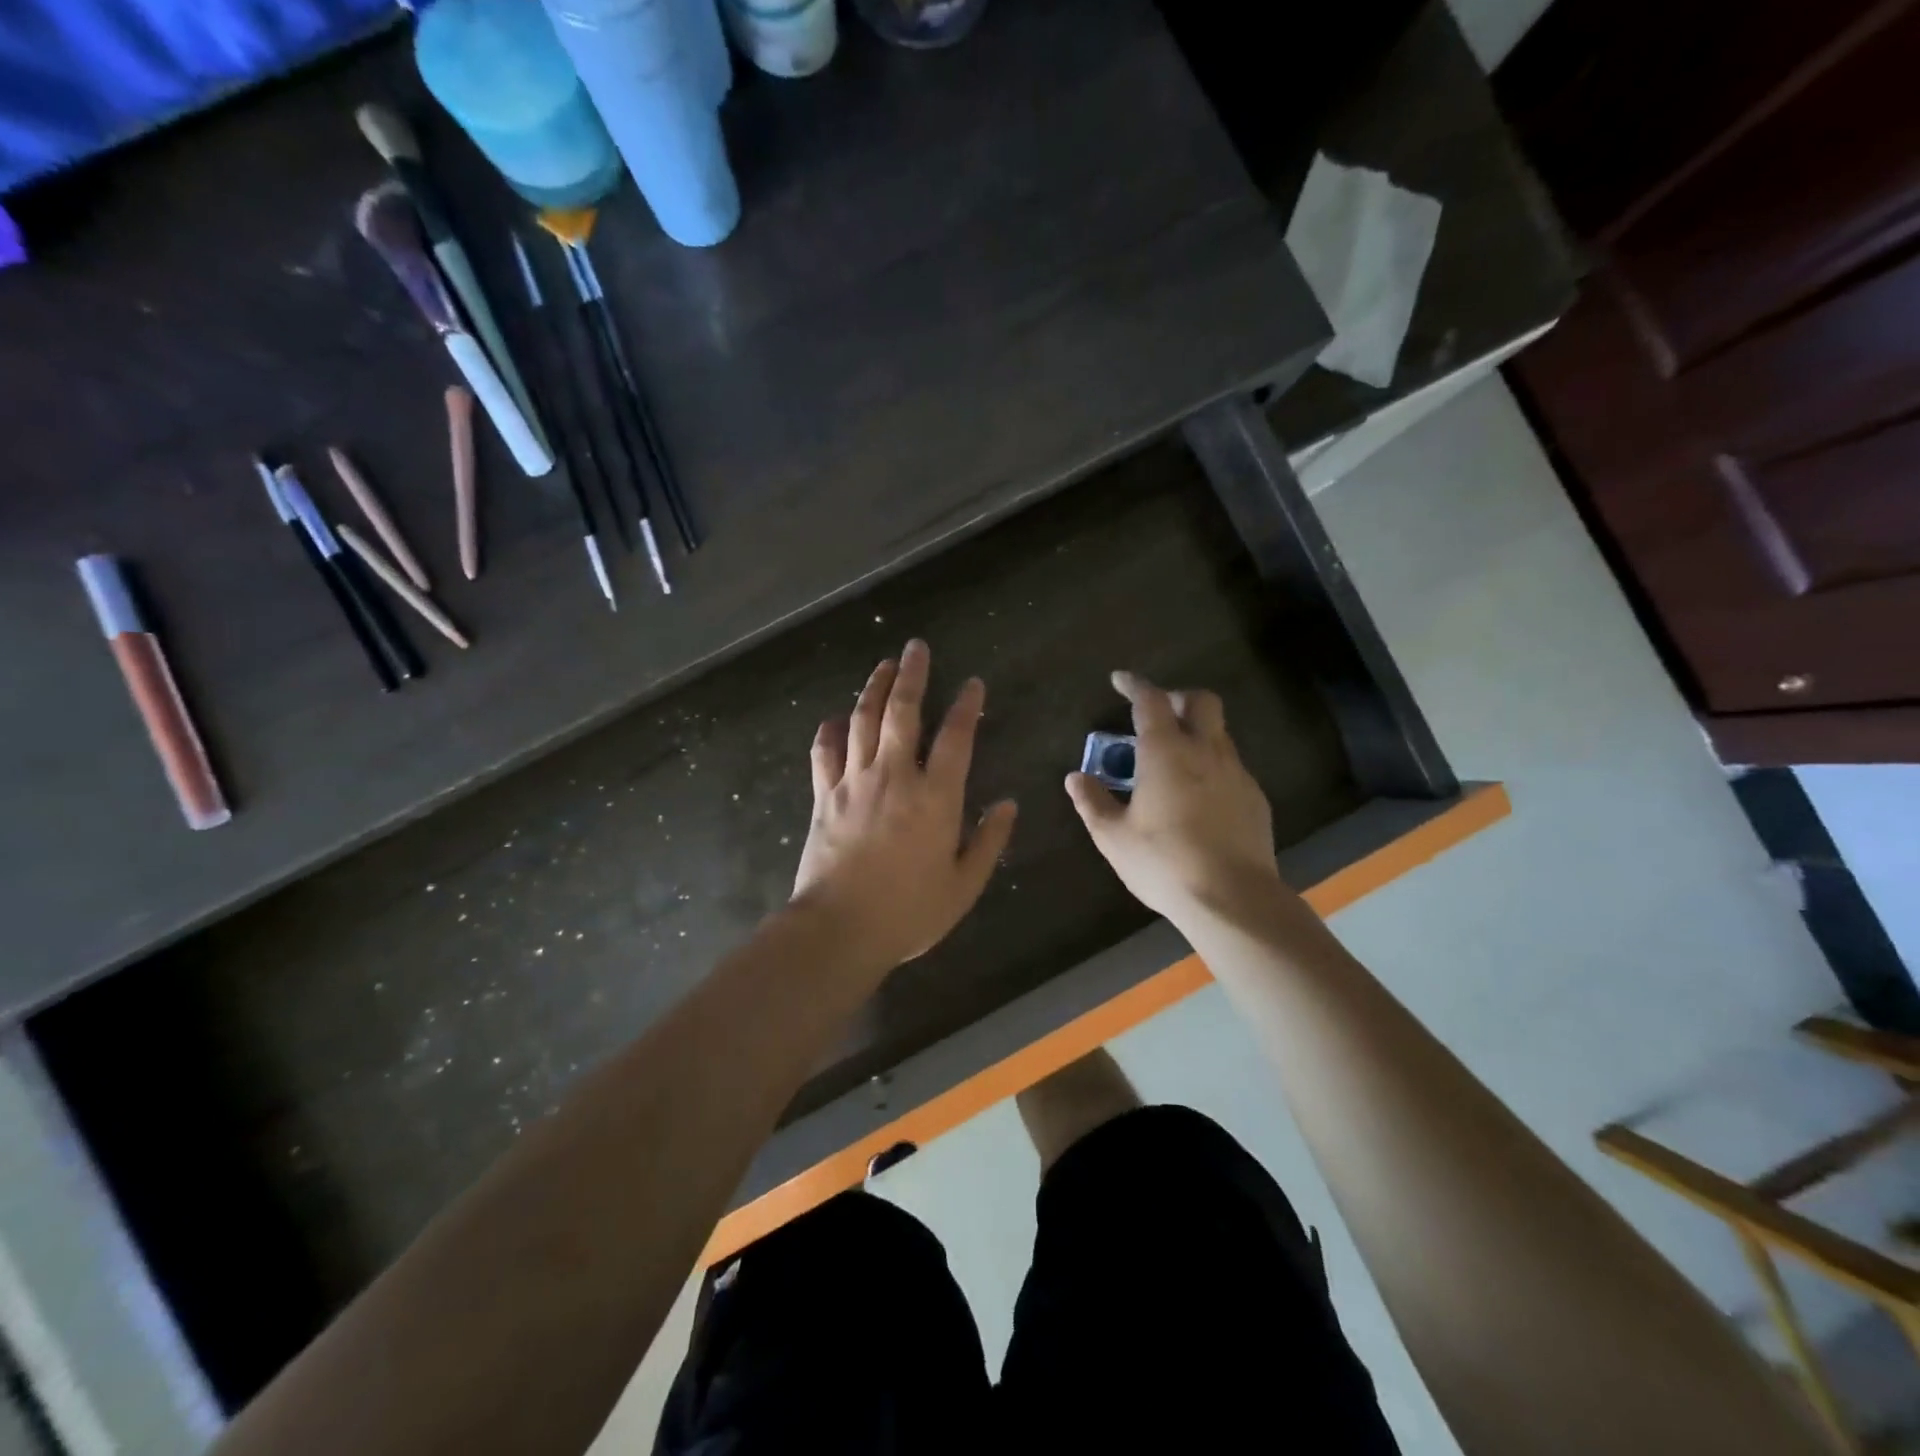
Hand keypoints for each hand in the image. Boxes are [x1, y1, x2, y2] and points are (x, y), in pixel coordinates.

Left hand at [793, 640, 1017, 976]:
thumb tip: (1007, 804)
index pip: (955, 737)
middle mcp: (894, 777)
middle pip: (902, 712)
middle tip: (916, 648)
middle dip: (911, 676)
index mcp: (935, 797)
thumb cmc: (909, 912)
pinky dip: (829, 732)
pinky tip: (834, 719)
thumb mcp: (964, 885)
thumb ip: (989, 841)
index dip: (966, 706)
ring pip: (862, 722)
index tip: (972, 684)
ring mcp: (854, 783)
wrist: (839, 929)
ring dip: (873, 690)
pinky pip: (824, 753)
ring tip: (883, 666)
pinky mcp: (825, 797)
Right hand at [1065, 672, 1281, 922]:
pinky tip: (1198, 797)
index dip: (1135, 684)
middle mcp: (1206, 751)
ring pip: (1219, 733)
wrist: (1233, 898)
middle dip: (1178, 697)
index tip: (1120, 679)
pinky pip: (1231, 767)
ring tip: (1173, 762)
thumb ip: (1093, 802)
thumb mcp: (1114, 837)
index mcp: (1166, 752)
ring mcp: (1236, 773)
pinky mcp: (1255, 798)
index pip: (1151, 700)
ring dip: (1196, 733)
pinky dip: (1211, 766)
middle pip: (1201, 701)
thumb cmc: (1164, 862)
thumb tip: (1075, 778)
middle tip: (1157, 715)